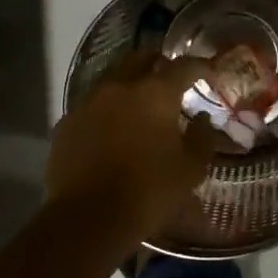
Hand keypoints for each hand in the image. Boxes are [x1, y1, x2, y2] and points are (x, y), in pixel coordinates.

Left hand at [47, 51, 218, 244]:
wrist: (89, 218)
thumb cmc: (149, 191)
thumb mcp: (190, 169)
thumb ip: (202, 137)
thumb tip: (202, 118)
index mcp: (155, 93)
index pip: (183, 66)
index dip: (200, 66)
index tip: (209, 72)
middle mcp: (119, 87)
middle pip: (141, 58)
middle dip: (159, 63)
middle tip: (171, 78)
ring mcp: (88, 102)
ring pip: (113, 78)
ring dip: (130, 83)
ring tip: (141, 102)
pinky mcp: (67, 122)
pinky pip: (92, 104)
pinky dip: (108, 108)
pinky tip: (113, 127)